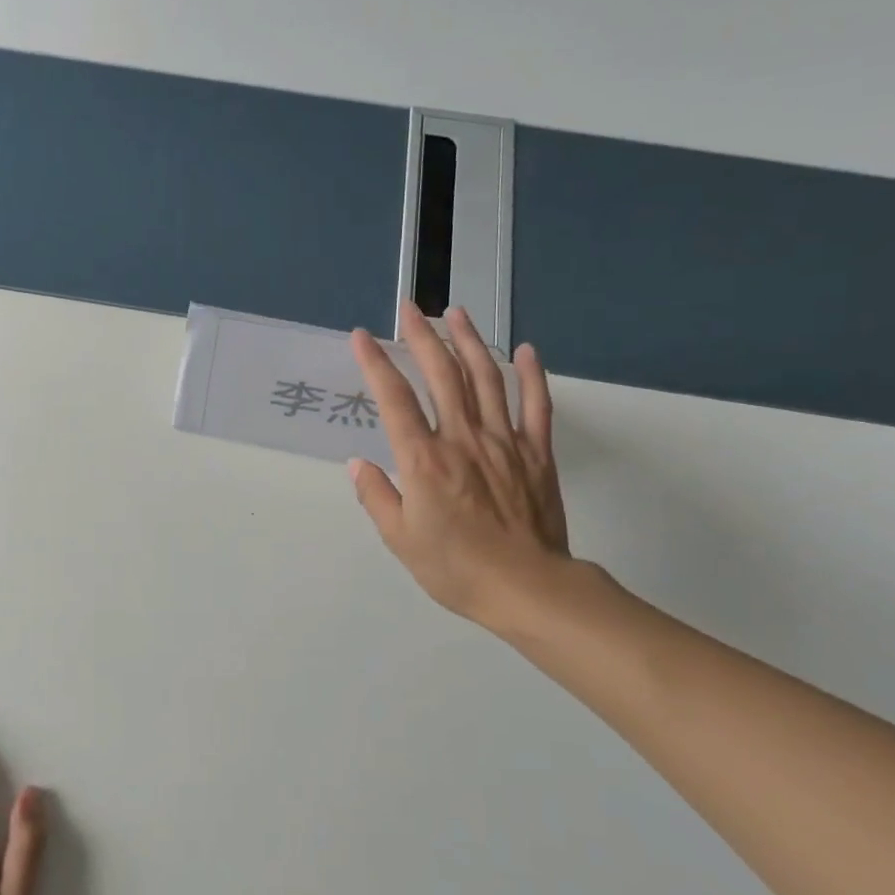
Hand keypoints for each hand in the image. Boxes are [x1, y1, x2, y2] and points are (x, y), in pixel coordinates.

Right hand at [348, 302, 574, 641]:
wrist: (528, 587)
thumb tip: (358, 463)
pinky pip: (536, 405)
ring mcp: (504, 441)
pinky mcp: (536, 453)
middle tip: (410, 307)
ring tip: (456, 313)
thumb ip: (377, 496)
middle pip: (441, 374)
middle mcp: (461, 438)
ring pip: (486, 378)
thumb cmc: (456, 567)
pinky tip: (524, 351)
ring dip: (469, 342)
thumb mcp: (400, 539)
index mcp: (424, 459)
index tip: (362, 336)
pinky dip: (531, 375)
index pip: (394, 399)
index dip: (376, 363)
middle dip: (423, 336)